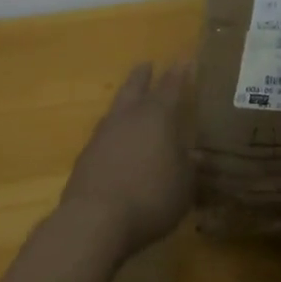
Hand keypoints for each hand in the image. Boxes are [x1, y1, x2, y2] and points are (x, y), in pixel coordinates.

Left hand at [60, 62, 193, 260]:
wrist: (94, 221)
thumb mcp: (184, 185)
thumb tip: (195, 156)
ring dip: (125, 101)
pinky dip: (113, 133)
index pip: (171, 85)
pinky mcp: (85, 158)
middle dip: (143, 75)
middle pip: (134, 86)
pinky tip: (116, 144)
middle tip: (147, 65)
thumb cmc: (150, 197)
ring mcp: (102, 135)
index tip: (185, 60)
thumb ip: (189, 167)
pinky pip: (103, 135)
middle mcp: (128, 117)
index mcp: (157, 115)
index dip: (179, 72)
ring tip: (131, 102)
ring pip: (115, 108)